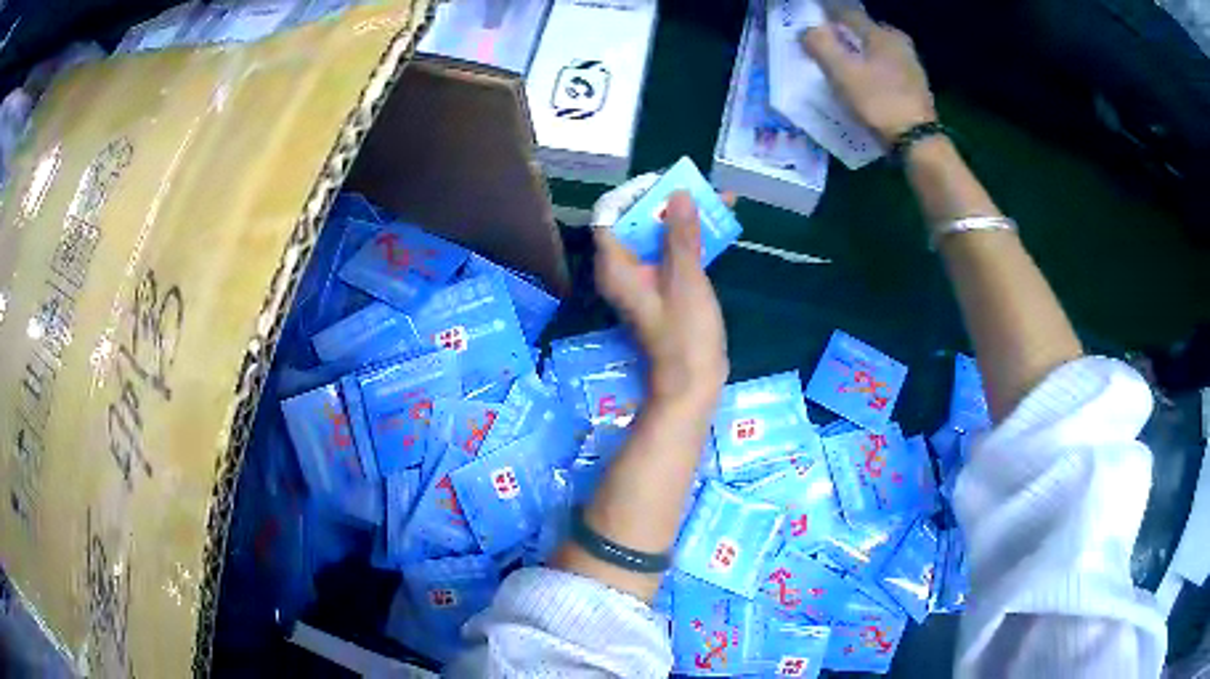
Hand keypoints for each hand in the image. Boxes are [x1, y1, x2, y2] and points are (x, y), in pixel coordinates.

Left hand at [594, 191, 728, 410]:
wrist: (693, 381)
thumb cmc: (684, 331)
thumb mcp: (685, 277)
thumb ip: (680, 234)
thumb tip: (678, 195)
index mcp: (616, 266)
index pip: (611, 215)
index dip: (635, 195)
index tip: (665, 184)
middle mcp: (624, 270)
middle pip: (638, 223)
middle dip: (669, 204)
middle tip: (700, 187)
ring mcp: (644, 280)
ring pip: (659, 238)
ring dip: (685, 220)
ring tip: (719, 200)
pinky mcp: (663, 289)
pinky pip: (672, 255)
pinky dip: (691, 241)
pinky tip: (718, 228)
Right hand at [802, 8, 935, 144]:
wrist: (918, 142)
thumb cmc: (878, 103)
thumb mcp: (842, 72)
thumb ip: (820, 45)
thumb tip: (808, 30)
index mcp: (881, 33)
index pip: (848, 13)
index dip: (828, 17)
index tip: (814, 25)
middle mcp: (899, 43)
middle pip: (866, 31)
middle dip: (847, 36)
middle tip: (830, 47)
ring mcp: (912, 66)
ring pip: (878, 51)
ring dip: (862, 55)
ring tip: (847, 68)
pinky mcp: (917, 87)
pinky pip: (888, 69)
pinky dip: (875, 72)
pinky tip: (868, 85)